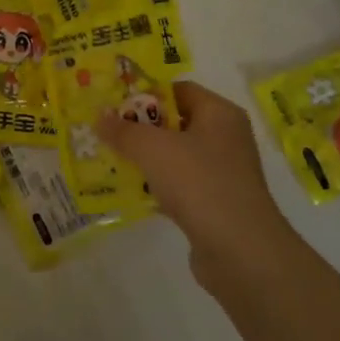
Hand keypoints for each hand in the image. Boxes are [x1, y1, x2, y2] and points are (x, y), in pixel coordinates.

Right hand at [96, 81, 293, 284]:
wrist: (239, 250)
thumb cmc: (198, 183)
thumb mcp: (152, 149)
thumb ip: (123, 130)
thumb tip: (100, 116)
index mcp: (220, 113)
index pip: (179, 90)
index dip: (145, 94)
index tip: (113, 105)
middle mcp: (226, 138)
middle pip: (176, 122)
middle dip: (140, 128)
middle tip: (106, 133)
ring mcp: (222, 172)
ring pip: (176, 156)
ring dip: (146, 158)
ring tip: (111, 161)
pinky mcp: (215, 203)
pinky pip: (179, 185)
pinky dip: (157, 186)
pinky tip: (131, 192)